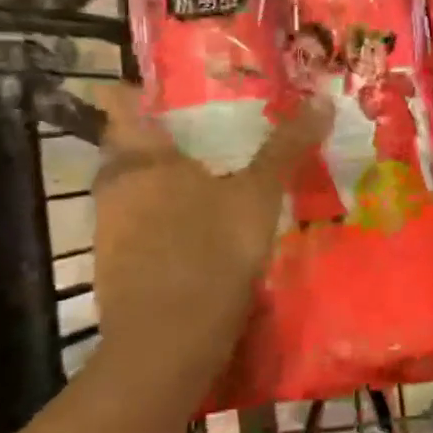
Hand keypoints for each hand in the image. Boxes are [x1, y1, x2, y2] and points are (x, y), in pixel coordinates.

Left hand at [90, 85, 331, 384]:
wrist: (168, 343)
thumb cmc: (211, 251)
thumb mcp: (259, 195)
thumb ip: (286, 147)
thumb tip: (323, 99)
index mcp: (140, 157)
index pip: (121, 103)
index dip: (142, 89)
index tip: (177, 90)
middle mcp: (114, 186)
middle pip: (129, 148)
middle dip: (164, 140)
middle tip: (210, 135)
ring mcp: (109, 230)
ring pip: (134, 191)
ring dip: (164, 184)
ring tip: (211, 182)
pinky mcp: (114, 267)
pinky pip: (138, 228)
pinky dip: (163, 223)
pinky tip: (198, 233)